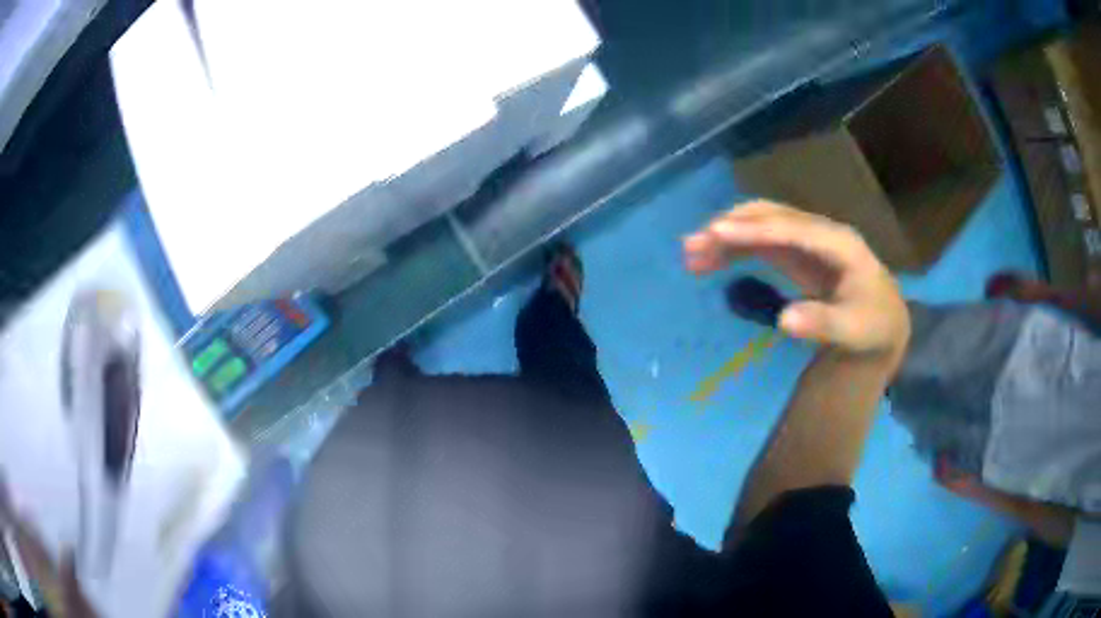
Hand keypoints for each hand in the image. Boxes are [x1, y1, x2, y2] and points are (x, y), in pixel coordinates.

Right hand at [683, 201, 909, 358]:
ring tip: (691, 255)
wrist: (884, 321)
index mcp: (839, 244)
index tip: (716, 232)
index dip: (754, 229)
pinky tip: (712, 260)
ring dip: (726, 235)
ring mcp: (806, 238)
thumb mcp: (855, 331)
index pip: (792, 228)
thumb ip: (823, 324)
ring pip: (760, 224)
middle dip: (730, 227)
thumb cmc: (872, 325)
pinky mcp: (796, 251)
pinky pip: (760, 241)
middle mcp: (820, 231)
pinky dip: (735, 247)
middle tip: (692, 247)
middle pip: (770, 217)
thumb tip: (784, 320)